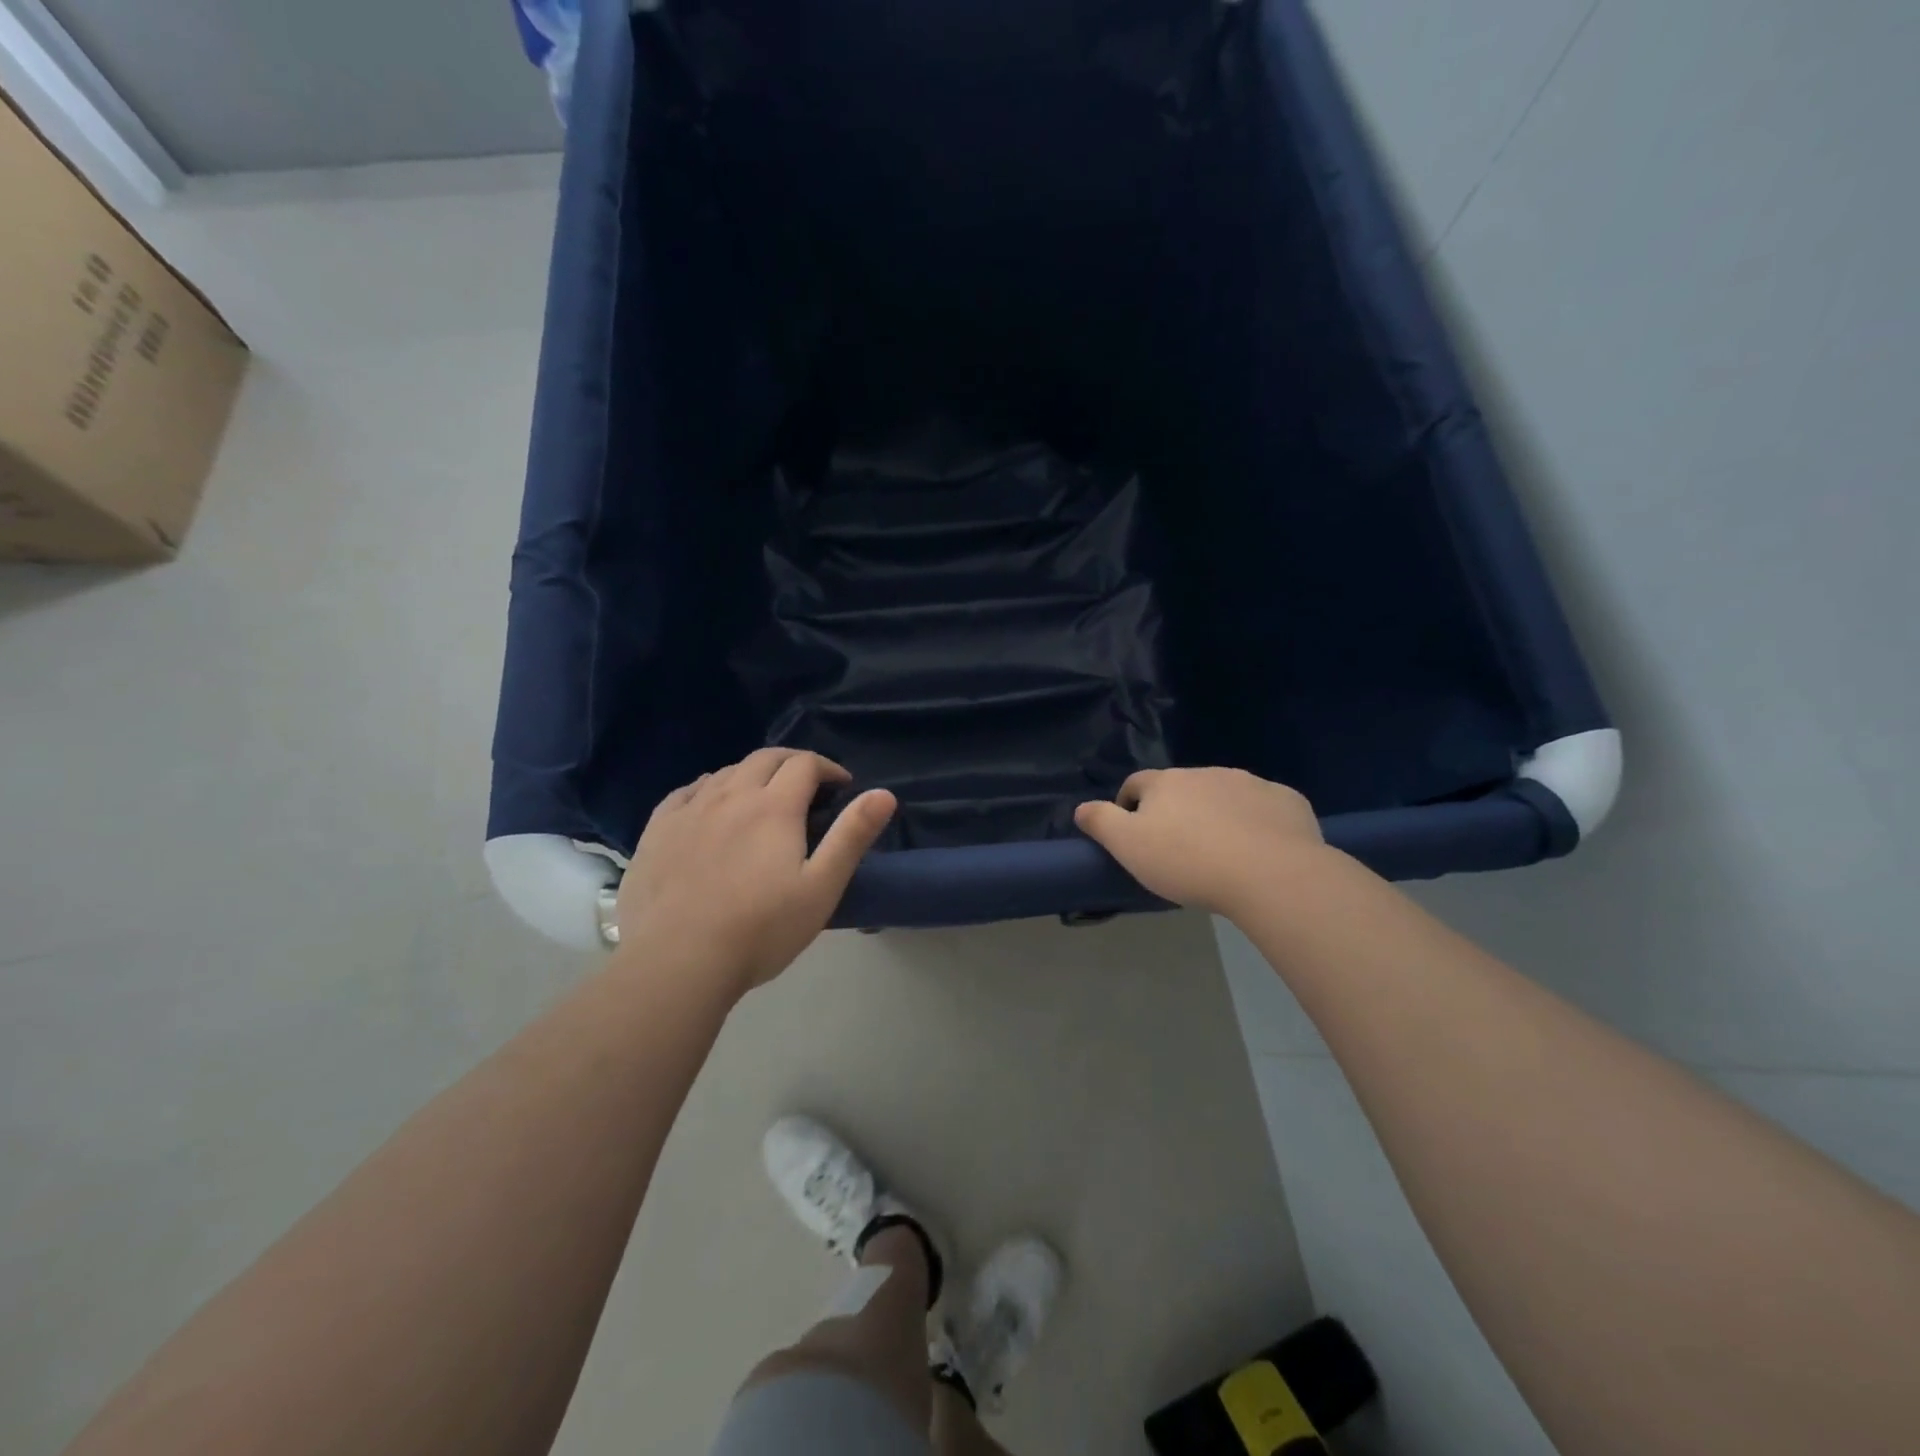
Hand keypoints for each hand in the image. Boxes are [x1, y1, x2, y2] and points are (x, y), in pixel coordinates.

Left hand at [615, 749, 895, 998]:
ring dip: (752, 774)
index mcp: (774, 806)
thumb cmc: (761, 929)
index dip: (828, 768)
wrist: (677, 962)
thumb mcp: (821, 887)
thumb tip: (885, 794)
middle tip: (808, 785)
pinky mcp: (657, 830)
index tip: (841, 787)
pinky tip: (710, 806)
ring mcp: (689, 810)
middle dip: (792, 763)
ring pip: (726, 772)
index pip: (805, 764)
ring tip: (763, 798)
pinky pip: (686, 792)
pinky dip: (709, 788)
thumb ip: (852, 836)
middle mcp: (731, 795)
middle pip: (765, 758)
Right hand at [1074, 767, 1324, 914]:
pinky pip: (1263, 807)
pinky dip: (1257, 821)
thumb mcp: (1128, 847)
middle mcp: (1206, 773)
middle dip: (1177, 811)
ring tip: (1221, 852)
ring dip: (1217, 814)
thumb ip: (1101, 822)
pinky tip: (1260, 850)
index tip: (1133, 833)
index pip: (1136, 784)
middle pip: (1182, 788)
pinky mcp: (1286, 800)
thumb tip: (1081, 808)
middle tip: (1179, 850)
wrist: (1270, 873)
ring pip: (1224, 795)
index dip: (1129, 805)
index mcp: (1166, 783)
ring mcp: (1250, 783)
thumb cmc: (1189, 861)